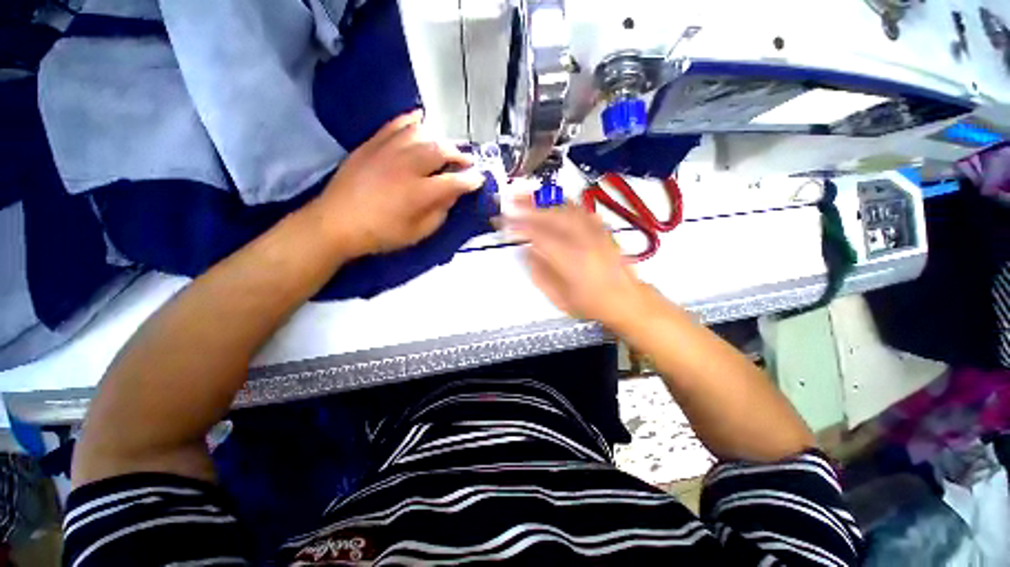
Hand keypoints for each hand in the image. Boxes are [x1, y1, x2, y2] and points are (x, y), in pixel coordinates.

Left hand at [307, 110, 485, 258]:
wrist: (336, 222)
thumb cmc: (381, 233)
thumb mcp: (417, 233)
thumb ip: (439, 213)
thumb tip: (452, 195)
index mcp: (419, 193)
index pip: (454, 181)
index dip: (471, 180)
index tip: (479, 179)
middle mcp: (407, 166)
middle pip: (441, 150)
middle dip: (459, 155)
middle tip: (465, 162)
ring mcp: (387, 150)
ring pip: (421, 133)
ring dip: (439, 139)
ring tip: (444, 148)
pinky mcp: (372, 144)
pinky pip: (396, 124)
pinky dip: (411, 121)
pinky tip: (421, 122)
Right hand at [507, 200, 649, 328]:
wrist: (626, 300)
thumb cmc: (590, 304)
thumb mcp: (559, 296)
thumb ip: (539, 272)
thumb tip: (526, 250)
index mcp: (570, 259)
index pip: (538, 234)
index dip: (518, 225)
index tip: (503, 221)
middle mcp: (583, 240)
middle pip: (552, 215)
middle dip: (528, 205)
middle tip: (510, 200)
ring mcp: (595, 232)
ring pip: (566, 208)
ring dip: (544, 200)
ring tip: (527, 195)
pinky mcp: (602, 230)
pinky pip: (581, 210)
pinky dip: (564, 203)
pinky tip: (554, 201)